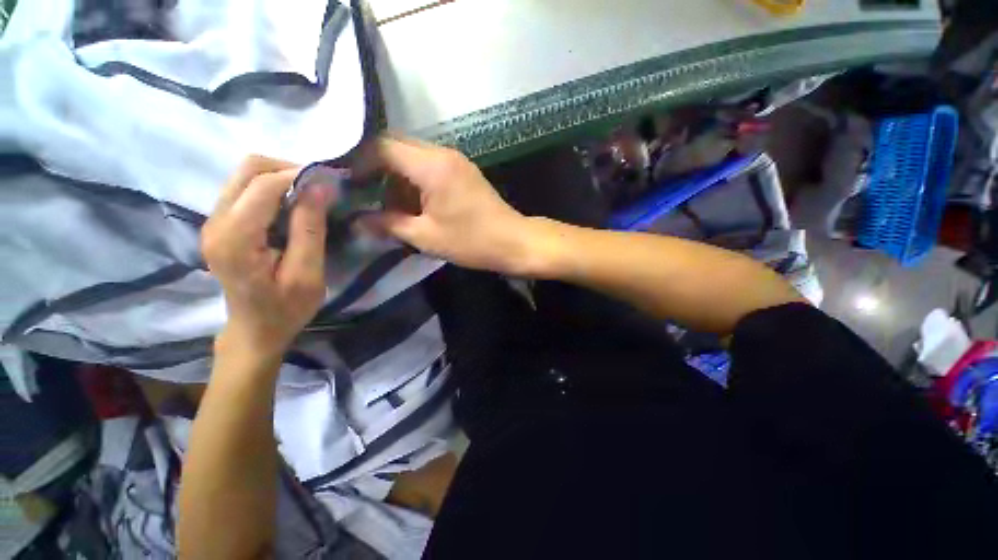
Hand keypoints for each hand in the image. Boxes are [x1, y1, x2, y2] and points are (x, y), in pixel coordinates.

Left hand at [201, 156, 330, 361]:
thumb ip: (309, 228)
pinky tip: (294, 205)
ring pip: (244, 175)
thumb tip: (319, 187)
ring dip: (280, 177)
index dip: (298, 175)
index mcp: (235, 237)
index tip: (331, 179)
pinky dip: (272, 188)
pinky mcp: (221, 224)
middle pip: (247, 169)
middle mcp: (216, 222)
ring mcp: (214, 221)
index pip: (263, 185)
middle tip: (320, 185)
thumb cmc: (286, 308)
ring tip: (311, 194)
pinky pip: (245, 190)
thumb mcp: (307, 274)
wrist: (255, 329)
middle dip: (287, 169)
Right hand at [363, 138, 539, 274]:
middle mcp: (442, 154)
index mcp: (431, 166)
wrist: (513, 242)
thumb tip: (357, 221)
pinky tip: (412, 205)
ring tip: (388, 206)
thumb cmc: (471, 241)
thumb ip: (388, 225)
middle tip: (363, 194)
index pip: (381, 146)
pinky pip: (429, 167)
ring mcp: (455, 161)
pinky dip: (414, 181)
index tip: (346, 183)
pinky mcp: (462, 172)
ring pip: (413, 157)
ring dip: (396, 177)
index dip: (358, 161)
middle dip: (376, 169)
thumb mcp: (426, 236)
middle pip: (396, 147)